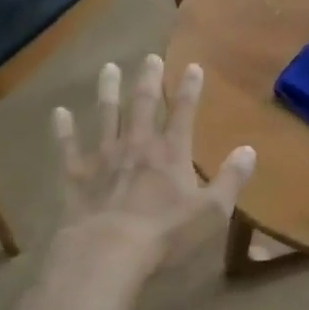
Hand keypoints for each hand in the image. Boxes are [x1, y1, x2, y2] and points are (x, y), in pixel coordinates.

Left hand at [52, 55, 254, 269]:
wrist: (107, 252)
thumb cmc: (165, 233)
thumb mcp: (211, 211)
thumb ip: (231, 179)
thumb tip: (250, 150)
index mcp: (171, 152)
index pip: (183, 112)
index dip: (189, 88)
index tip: (192, 65)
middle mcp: (137, 145)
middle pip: (144, 104)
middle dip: (149, 79)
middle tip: (150, 57)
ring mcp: (104, 157)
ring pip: (106, 115)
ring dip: (108, 91)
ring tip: (108, 68)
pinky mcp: (77, 175)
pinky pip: (68, 147)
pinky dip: (63, 130)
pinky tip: (58, 113)